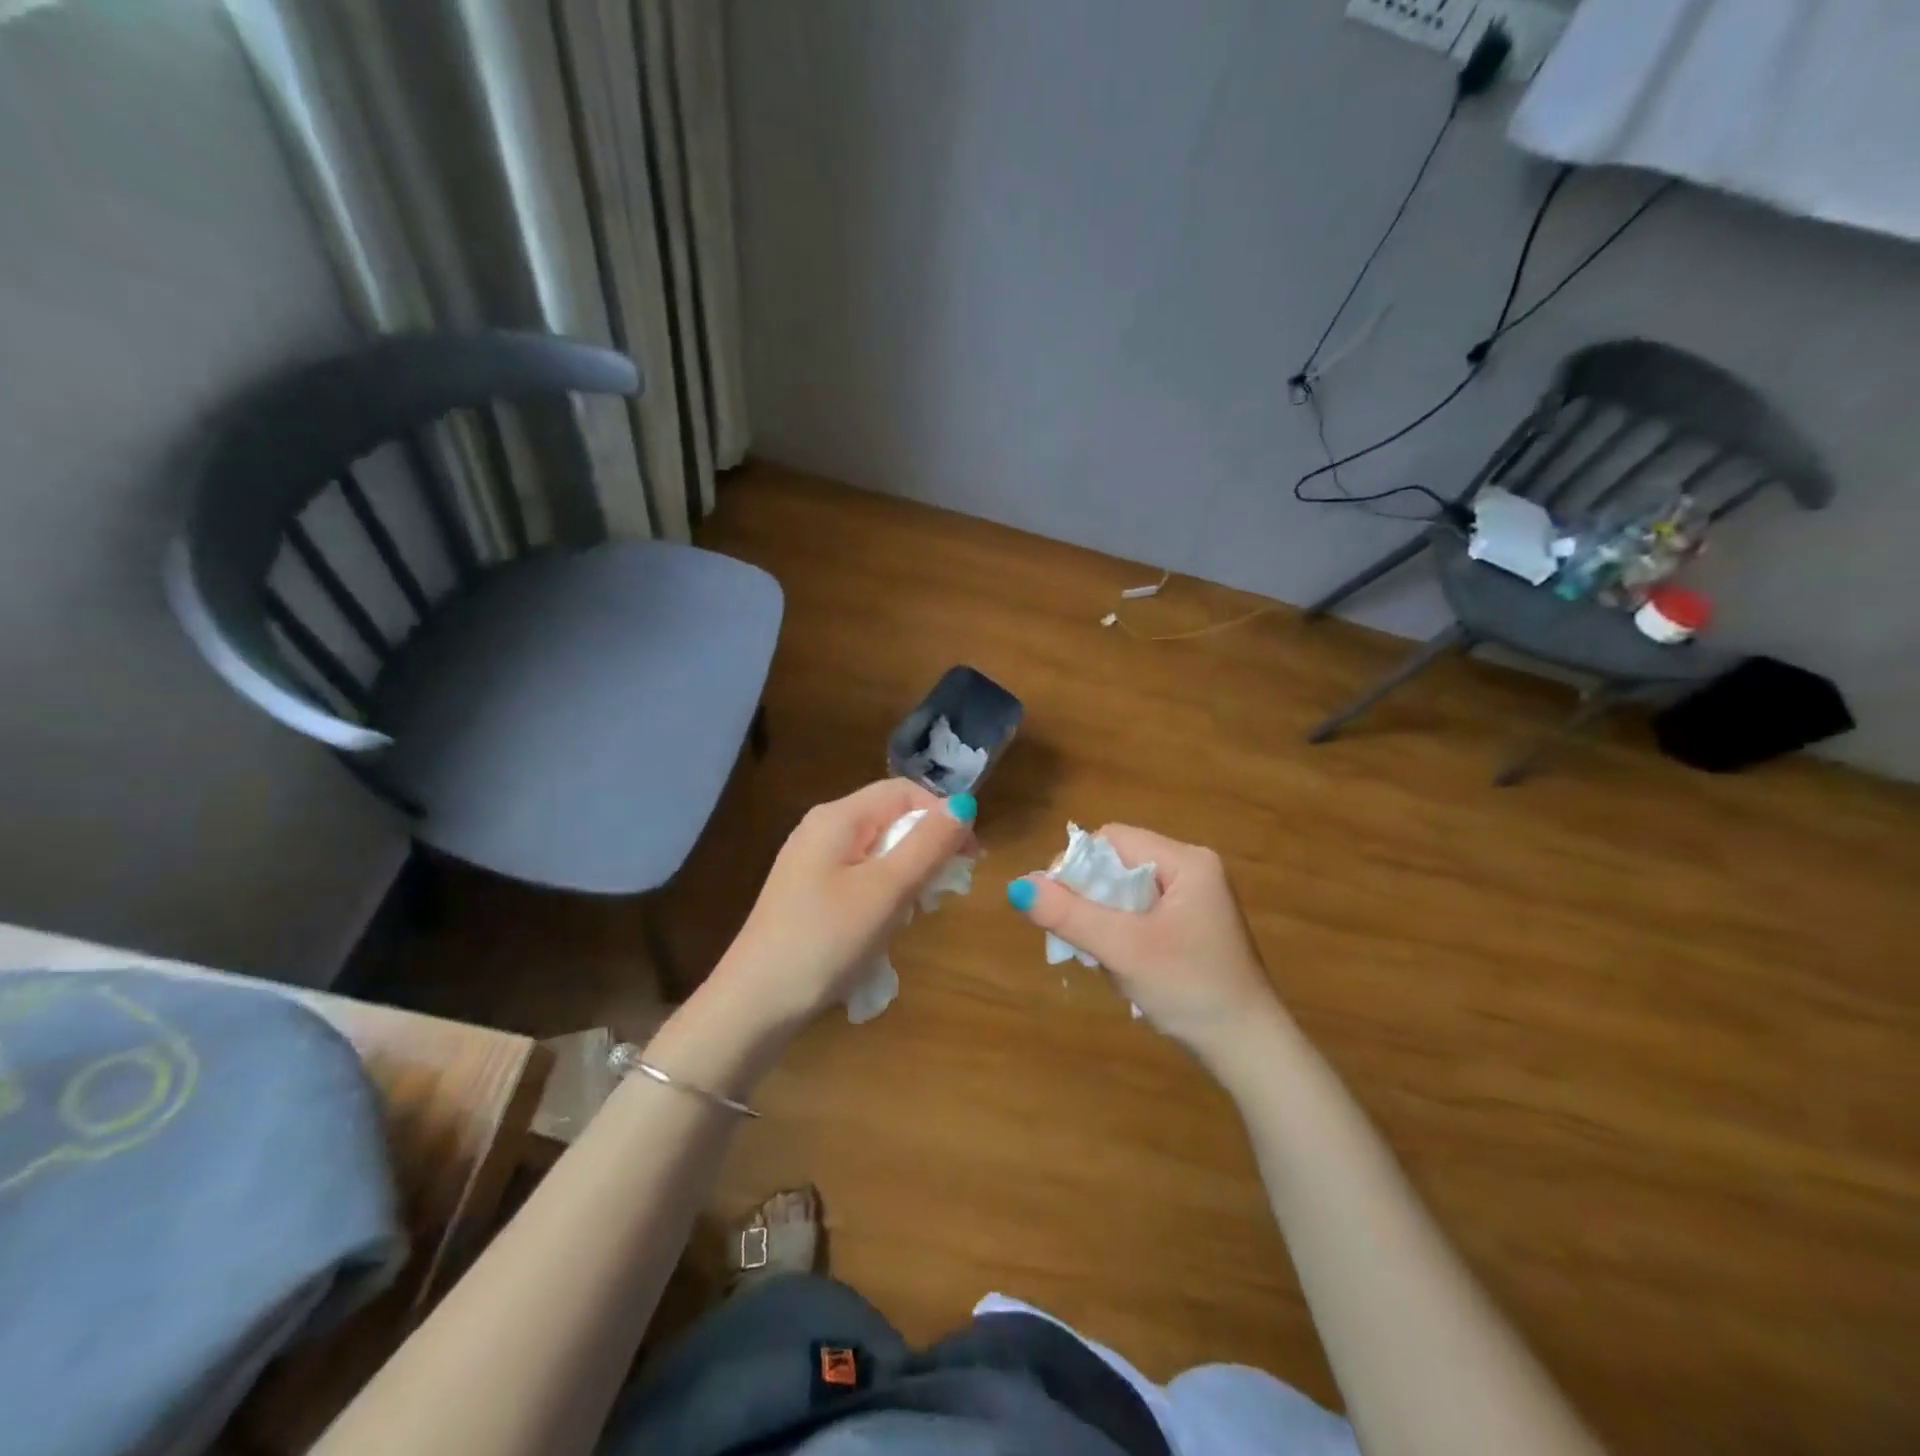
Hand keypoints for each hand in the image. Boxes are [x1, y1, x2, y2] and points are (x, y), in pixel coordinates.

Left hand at [713, 779, 976, 1032]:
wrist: (755, 1004)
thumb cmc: (825, 941)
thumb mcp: (887, 891)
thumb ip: (928, 844)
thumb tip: (964, 804)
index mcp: (837, 817)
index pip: (904, 791)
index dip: (943, 816)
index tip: (969, 859)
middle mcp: (822, 829)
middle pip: (891, 820)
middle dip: (925, 851)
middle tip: (939, 895)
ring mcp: (811, 863)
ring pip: (879, 852)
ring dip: (906, 879)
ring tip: (909, 917)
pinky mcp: (808, 893)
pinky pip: (859, 878)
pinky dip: (882, 896)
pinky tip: (881, 930)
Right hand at [1008, 826, 1283, 1062]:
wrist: (1248, 1050)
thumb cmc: (1190, 990)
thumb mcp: (1124, 950)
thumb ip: (1070, 915)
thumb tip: (1018, 886)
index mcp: (1186, 861)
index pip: (1113, 840)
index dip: (1078, 866)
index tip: (1058, 906)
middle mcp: (1191, 870)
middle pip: (1118, 865)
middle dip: (1091, 900)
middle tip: (1081, 940)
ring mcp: (1193, 899)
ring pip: (1124, 892)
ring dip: (1104, 922)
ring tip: (1107, 960)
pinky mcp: (1189, 926)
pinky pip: (1139, 913)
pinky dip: (1121, 934)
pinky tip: (1125, 966)